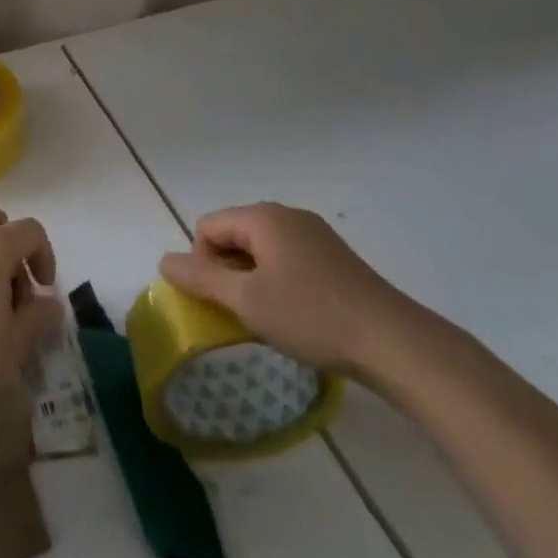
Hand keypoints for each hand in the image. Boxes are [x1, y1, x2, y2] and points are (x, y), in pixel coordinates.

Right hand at [159, 203, 420, 375]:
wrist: (393, 342)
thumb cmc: (311, 316)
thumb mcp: (246, 300)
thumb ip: (201, 278)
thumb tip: (164, 260)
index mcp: (263, 217)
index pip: (207, 227)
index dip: (201, 262)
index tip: (219, 301)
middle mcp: (287, 215)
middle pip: (234, 234)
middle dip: (226, 270)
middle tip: (239, 311)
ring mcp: (315, 235)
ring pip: (261, 249)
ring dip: (252, 278)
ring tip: (266, 316)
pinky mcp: (335, 257)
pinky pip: (287, 259)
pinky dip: (278, 281)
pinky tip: (295, 314)